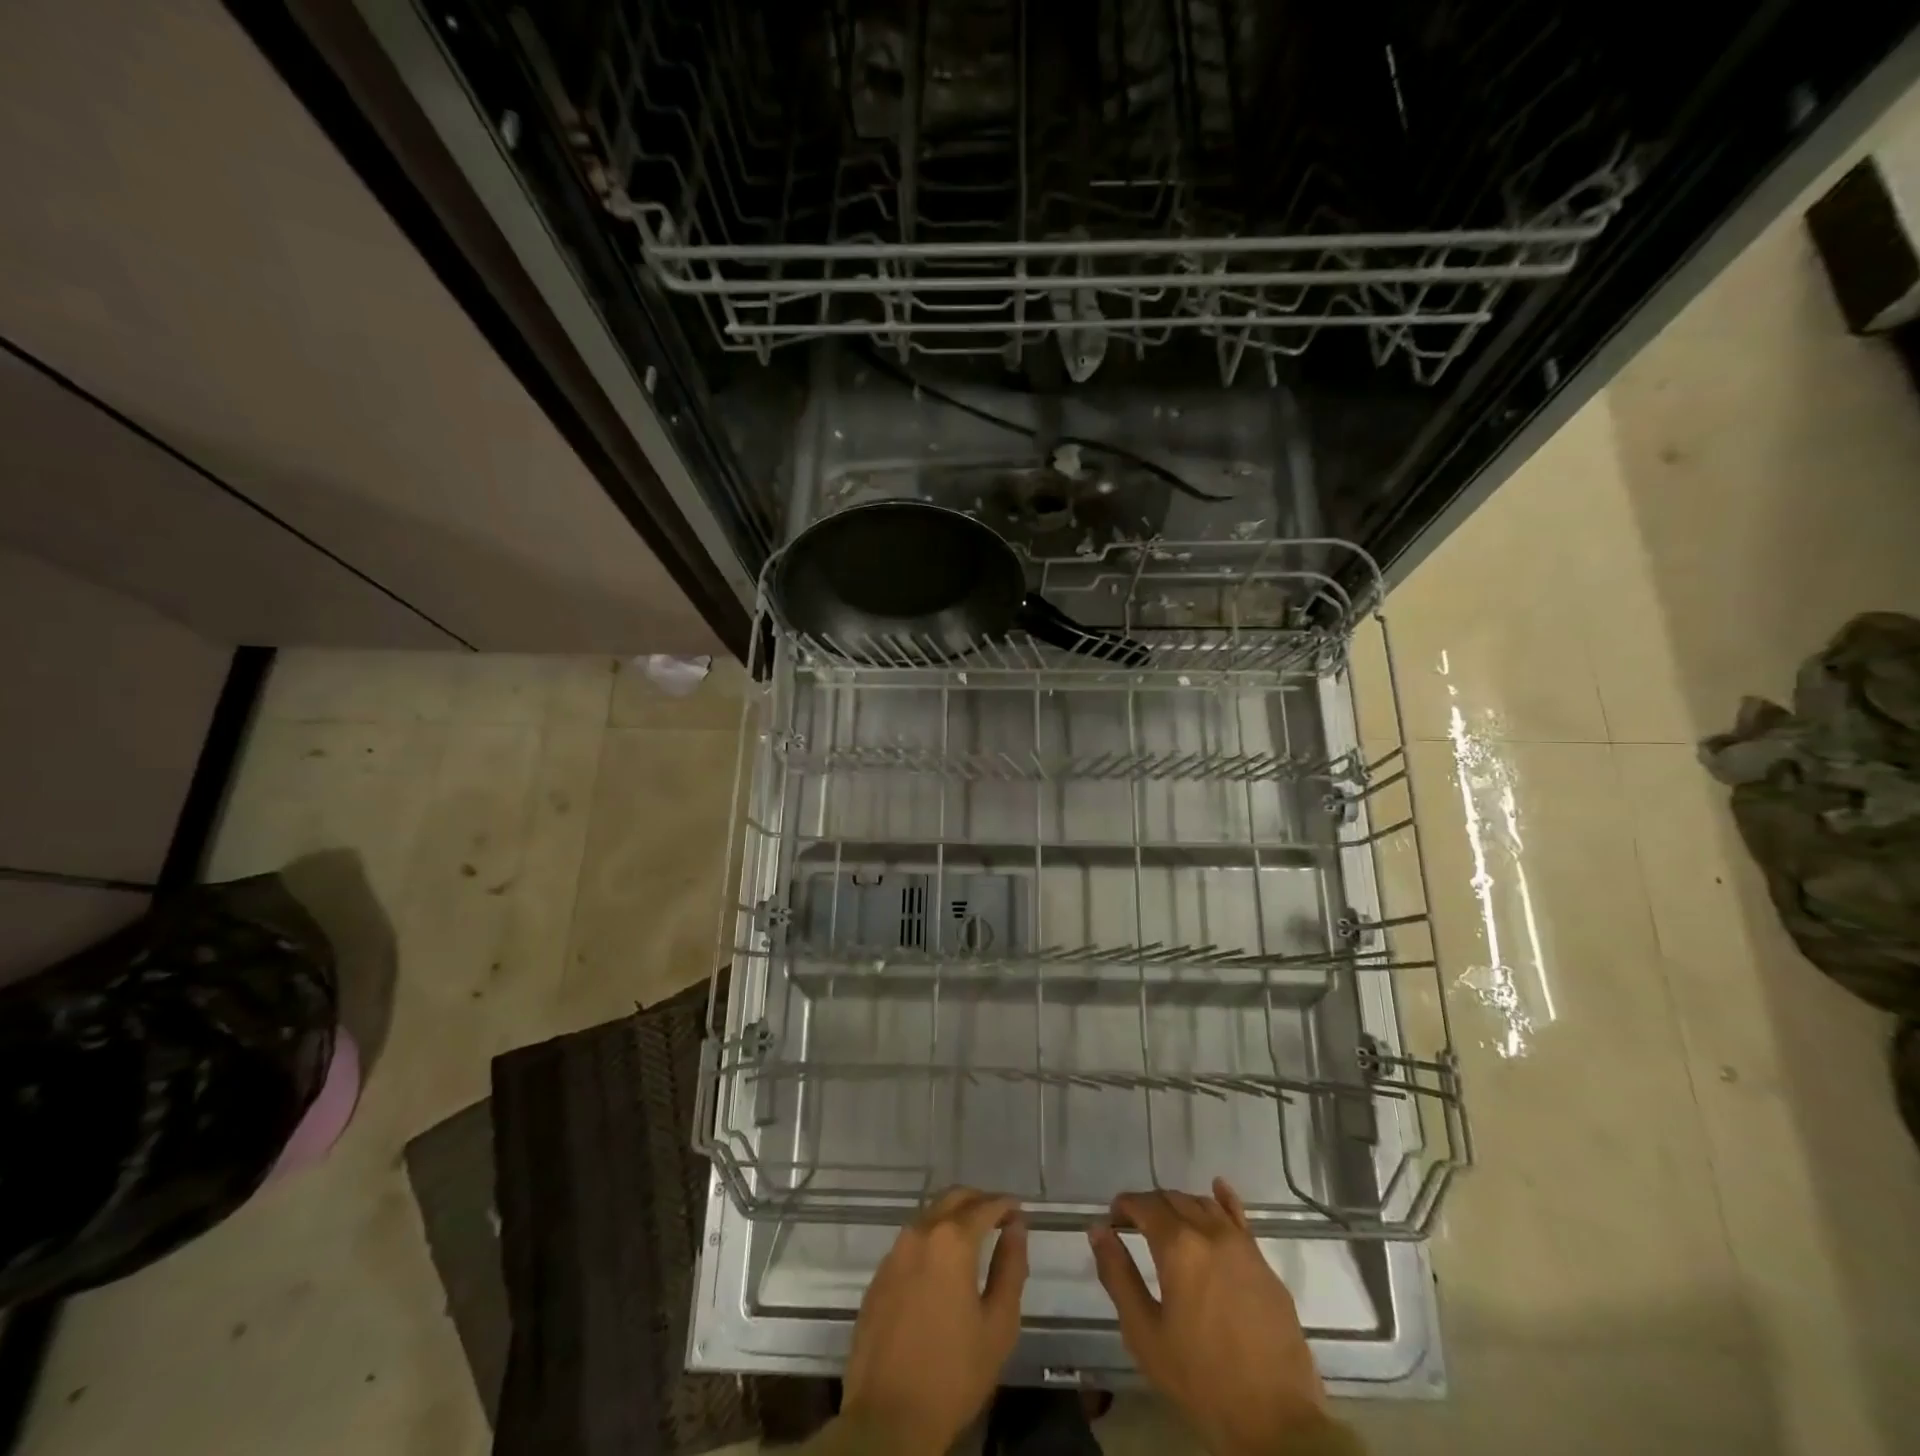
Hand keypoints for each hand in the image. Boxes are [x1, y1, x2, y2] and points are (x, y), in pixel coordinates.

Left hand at [842, 1188, 1028, 1455]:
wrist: (887, 1420)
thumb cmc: (953, 1374)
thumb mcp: (998, 1325)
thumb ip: (1011, 1268)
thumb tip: (1016, 1228)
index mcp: (952, 1241)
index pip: (985, 1206)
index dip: (1006, 1205)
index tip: (1020, 1212)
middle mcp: (920, 1233)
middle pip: (953, 1198)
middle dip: (979, 1201)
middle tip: (999, 1217)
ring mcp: (894, 1253)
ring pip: (929, 1216)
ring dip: (953, 1217)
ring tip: (974, 1238)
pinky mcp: (879, 1275)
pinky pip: (910, 1242)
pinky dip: (932, 1240)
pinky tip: (942, 1266)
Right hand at [1090, 1178, 1327, 1455]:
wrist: (1276, 1422)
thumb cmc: (1201, 1380)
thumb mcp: (1145, 1334)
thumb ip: (1118, 1276)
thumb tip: (1098, 1230)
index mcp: (1178, 1246)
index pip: (1144, 1204)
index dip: (1123, 1206)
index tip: (1113, 1221)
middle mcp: (1210, 1232)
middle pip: (1173, 1200)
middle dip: (1150, 1206)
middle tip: (1135, 1226)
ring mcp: (1242, 1246)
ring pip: (1204, 1205)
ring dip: (1181, 1206)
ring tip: (1169, 1225)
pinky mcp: (1264, 1264)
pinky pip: (1240, 1218)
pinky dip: (1224, 1200)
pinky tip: (1217, 1189)